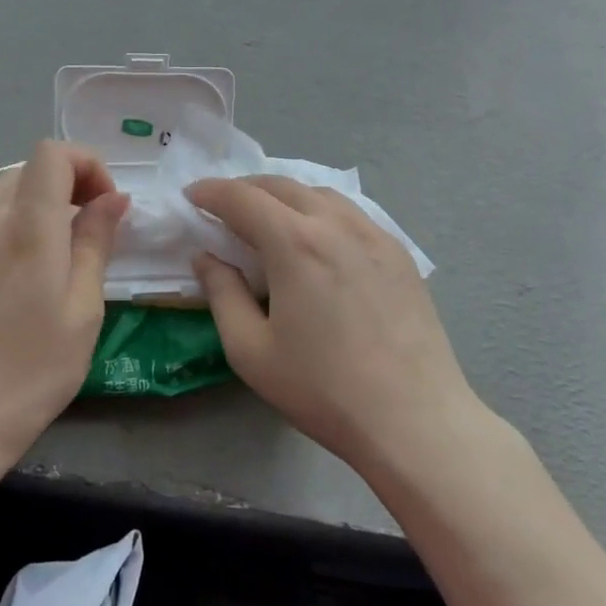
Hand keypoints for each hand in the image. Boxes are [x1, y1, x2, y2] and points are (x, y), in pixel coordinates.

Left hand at [0, 140, 129, 467]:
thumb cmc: (36, 368)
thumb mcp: (84, 308)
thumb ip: (96, 242)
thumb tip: (113, 198)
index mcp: (30, 227)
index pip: (53, 154)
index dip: (87, 164)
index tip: (106, 205)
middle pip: (31, 165)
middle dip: (69, 179)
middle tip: (92, 223)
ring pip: (5, 183)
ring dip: (39, 195)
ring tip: (58, 237)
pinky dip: (6, 209)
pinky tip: (17, 244)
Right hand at [186, 176, 479, 474]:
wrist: (414, 420)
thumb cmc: (323, 389)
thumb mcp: (251, 350)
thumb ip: (222, 294)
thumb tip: (207, 257)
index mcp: (294, 243)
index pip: (242, 198)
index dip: (211, 192)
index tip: (192, 196)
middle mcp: (335, 224)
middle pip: (282, 186)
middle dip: (245, 188)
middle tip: (222, 206)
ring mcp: (374, 234)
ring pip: (320, 194)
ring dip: (285, 195)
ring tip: (268, 217)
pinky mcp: (399, 253)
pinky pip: (351, 213)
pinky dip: (321, 210)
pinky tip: (318, 238)